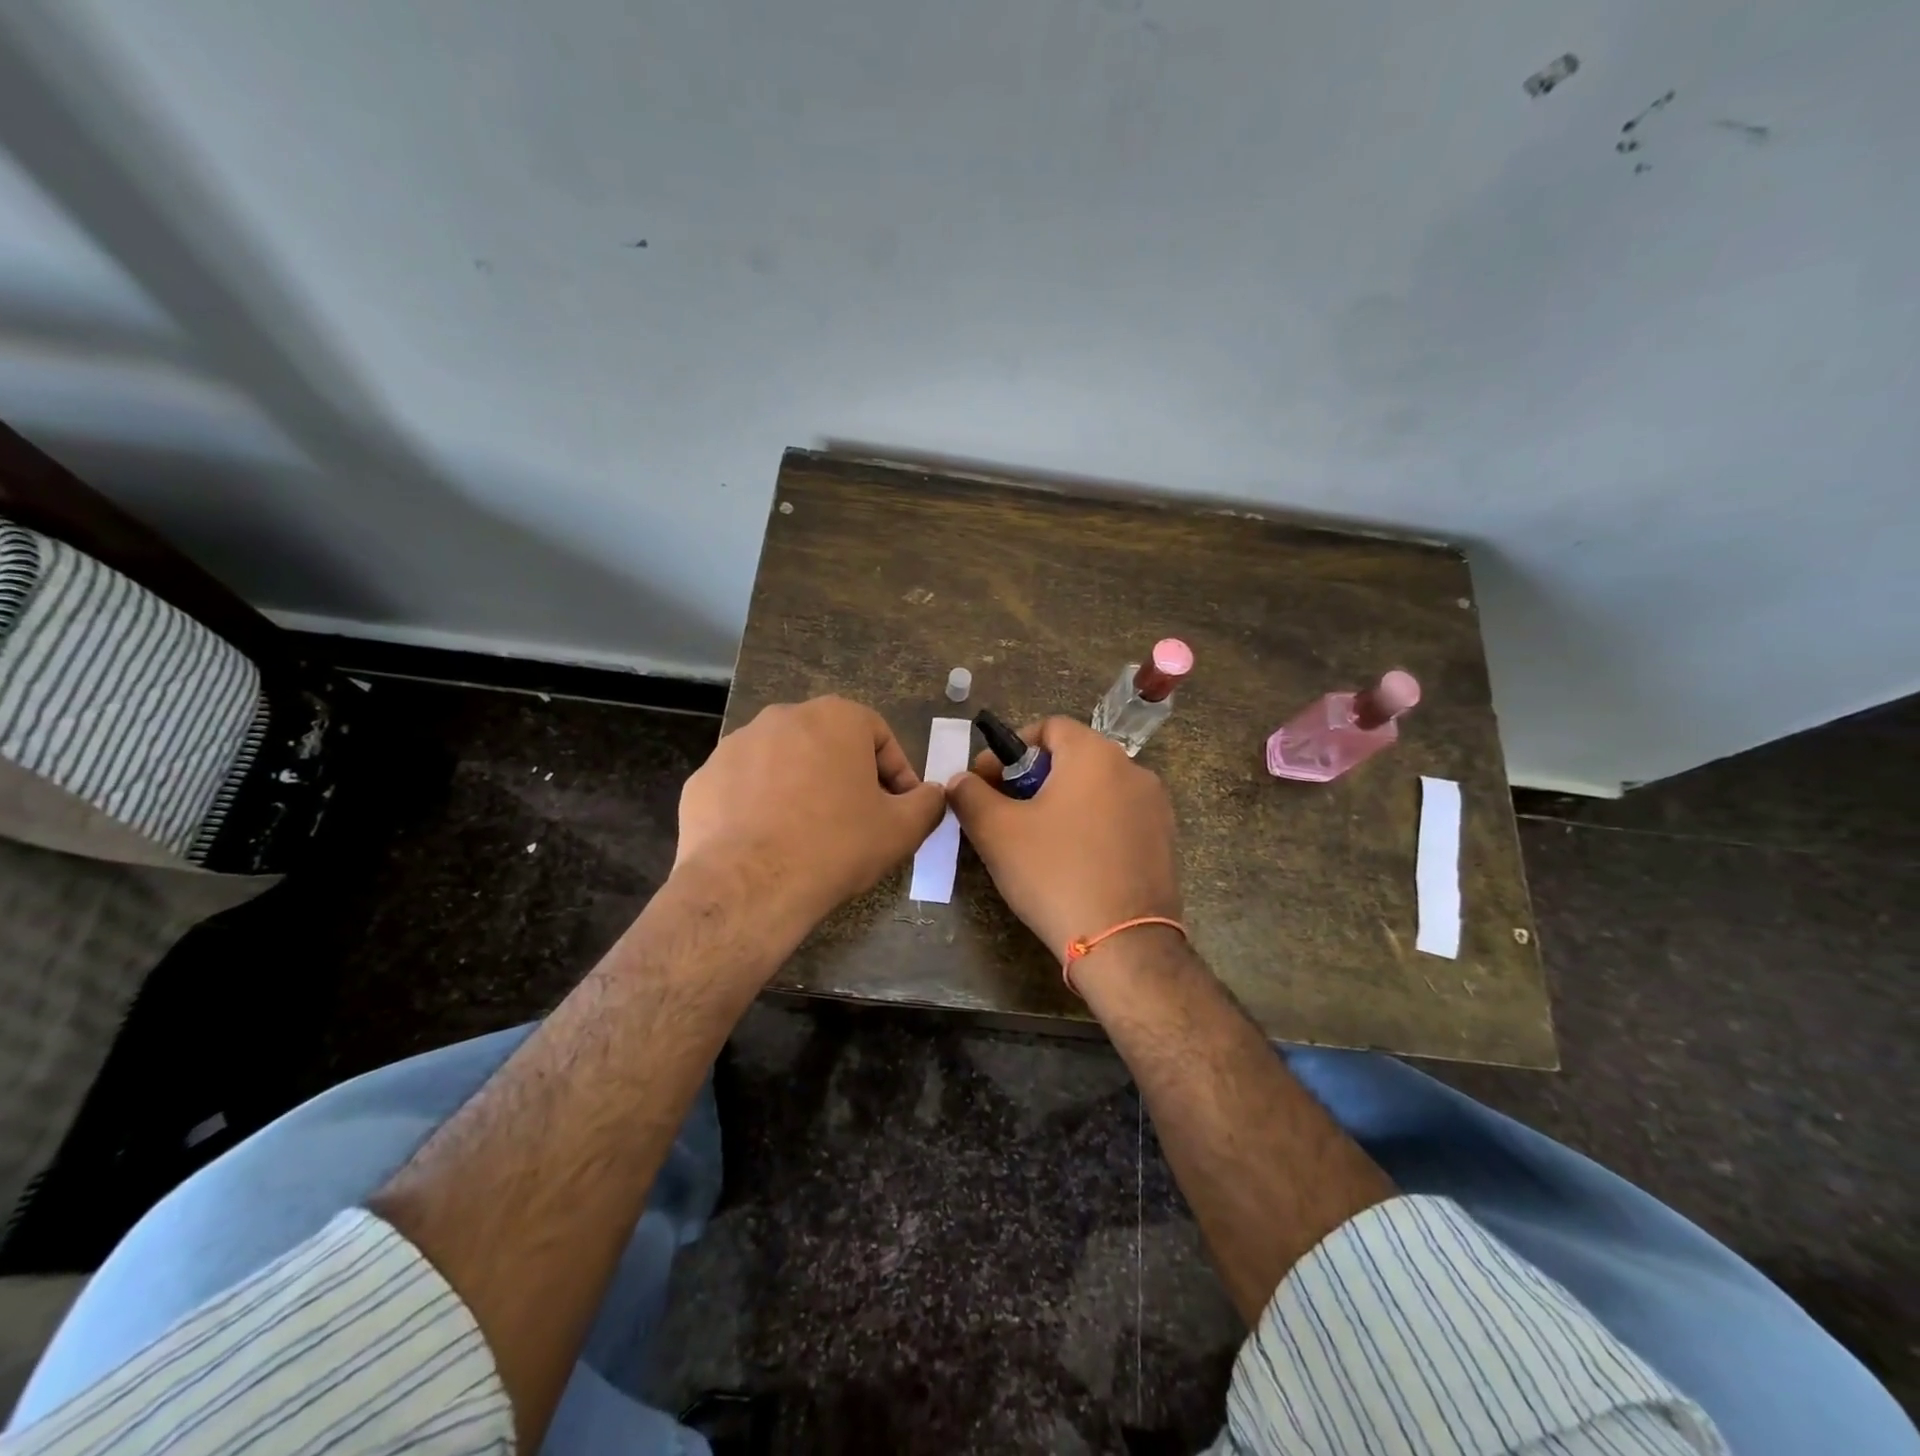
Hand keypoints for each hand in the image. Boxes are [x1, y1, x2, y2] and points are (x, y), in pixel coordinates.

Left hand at [675, 697, 944, 950]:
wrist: (748, 886)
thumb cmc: (836, 846)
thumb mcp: (901, 829)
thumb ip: (928, 803)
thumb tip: (933, 794)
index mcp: (835, 717)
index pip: (879, 735)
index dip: (897, 773)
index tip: (899, 808)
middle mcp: (783, 717)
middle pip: (829, 744)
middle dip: (848, 776)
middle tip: (857, 819)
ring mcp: (736, 745)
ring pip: (784, 761)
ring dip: (802, 787)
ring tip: (810, 833)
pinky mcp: (703, 778)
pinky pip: (745, 786)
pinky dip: (760, 805)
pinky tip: (768, 841)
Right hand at [945, 717, 1180, 960]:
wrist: (1124, 944)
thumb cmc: (1055, 874)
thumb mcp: (997, 832)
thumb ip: (970, 795)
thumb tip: (960, 781)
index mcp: (1095, 755)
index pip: (1048, 727)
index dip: (1010, 748)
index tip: (988, 782)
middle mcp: (1133, 769)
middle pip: (1072, 757)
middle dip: (1032, 779)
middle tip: (1006, 813)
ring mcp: (1155, 807)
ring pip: (1096, 790)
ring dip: (1062, 803)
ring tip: (1036, 841)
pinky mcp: (1165, 841)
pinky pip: (1118, 818)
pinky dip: (1090, 826)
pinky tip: (1073, 862)